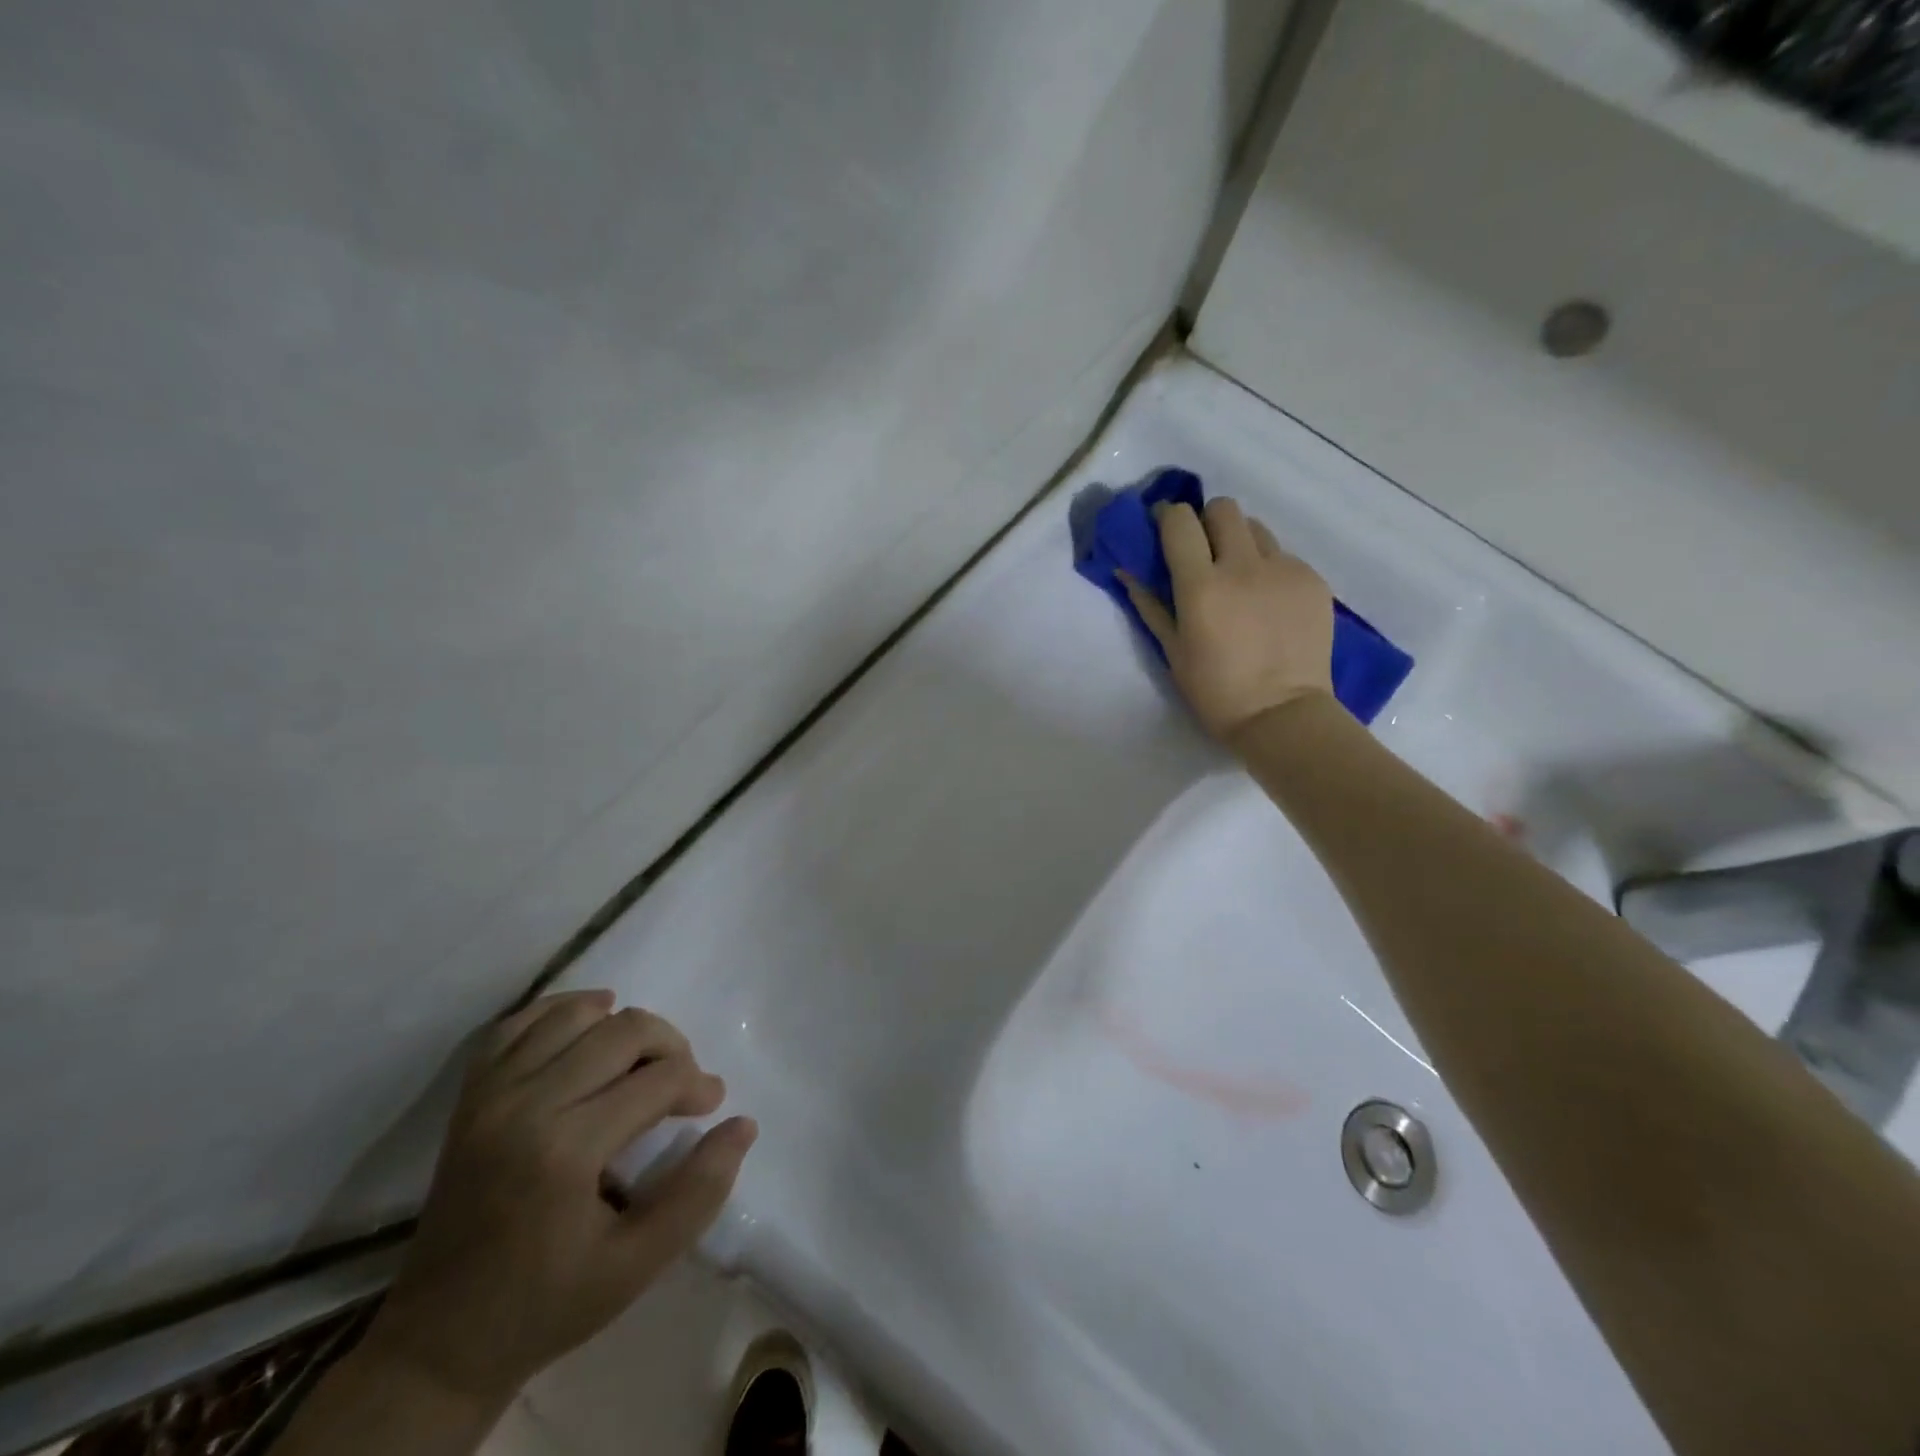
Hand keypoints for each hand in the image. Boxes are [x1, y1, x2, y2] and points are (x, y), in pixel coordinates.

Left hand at [363, 991, 756, 1403]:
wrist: (439, 1342)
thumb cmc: (547, 1303)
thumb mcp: (637, 1265)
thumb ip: (699, 1192)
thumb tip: (742, 1125)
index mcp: (566, 1149)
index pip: (658, 1079)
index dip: (697, 1084)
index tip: (709, 1107)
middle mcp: (526, 1104)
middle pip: (623, 1030)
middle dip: (670, 1046)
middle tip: (682, 1084)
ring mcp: (492, 1094)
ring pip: (576, 1014)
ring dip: (622, 1025)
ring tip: (639, 1061)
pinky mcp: (470, 1095)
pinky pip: (519, 1022)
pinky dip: (561, 1010)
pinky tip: (589, 1024)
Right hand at [1123, 497, 1333, 740]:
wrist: (1282, 715)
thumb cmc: (1215, 691)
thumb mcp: (1172, 651)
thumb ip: (1150, 605)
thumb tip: (1125, 571)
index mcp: (1201, 586)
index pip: (1180, 521)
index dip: (1168, 517)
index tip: (1165, 527)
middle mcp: (1243, 566)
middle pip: (1223, 508)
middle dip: (1207, 522)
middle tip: (1204, 551)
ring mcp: (1284, 569)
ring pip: (1256, 528)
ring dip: (1240, 541)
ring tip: (1239, 576)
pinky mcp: (1312, 580)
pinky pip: (1284, 556)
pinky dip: (1269, 568)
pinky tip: (1267, 602)